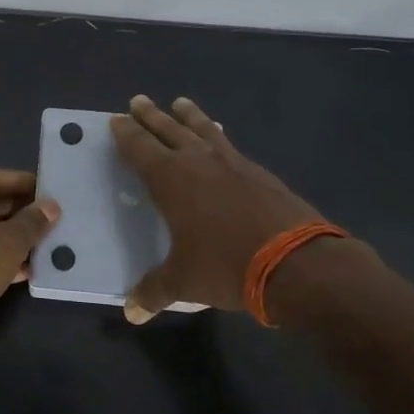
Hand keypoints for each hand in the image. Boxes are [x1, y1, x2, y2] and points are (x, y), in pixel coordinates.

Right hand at [111, 95, 334, 322]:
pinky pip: (230, 145)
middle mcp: (199, 162)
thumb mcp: (183, 282)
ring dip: (189, 116)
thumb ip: (154, 291)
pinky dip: (219, 136)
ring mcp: (233, 163)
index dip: (126, 134)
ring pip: (204, 130)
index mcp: (171, 180)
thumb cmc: (227, 266)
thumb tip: (131, 312)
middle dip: (151, 116)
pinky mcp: (260, 173)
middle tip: (138, 101)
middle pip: (169, 130)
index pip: (140, 149)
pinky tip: (221, 138)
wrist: (297, 263)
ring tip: (181, 103)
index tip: (116, 120)